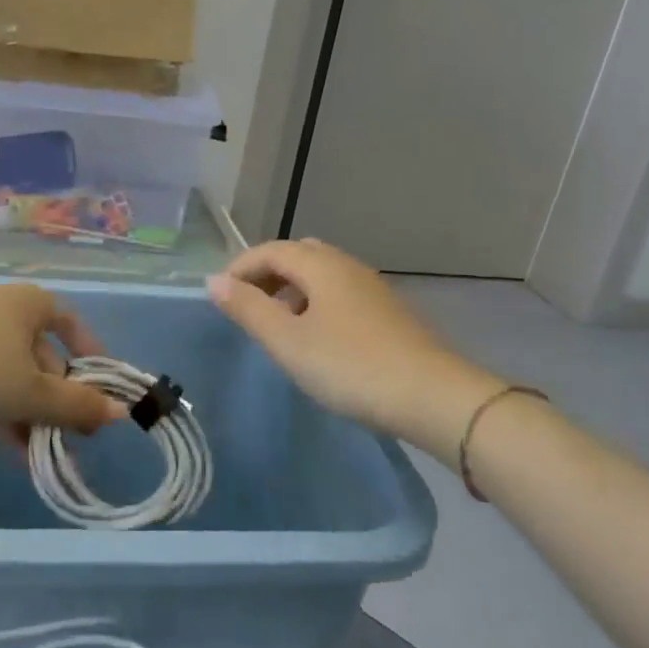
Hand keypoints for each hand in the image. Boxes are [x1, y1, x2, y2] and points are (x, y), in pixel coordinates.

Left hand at [0, 285, 123, 444]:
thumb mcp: (35, 392)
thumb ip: (78, 405)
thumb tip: (120, 413)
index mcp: (30, 304)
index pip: (70, 323)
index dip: (90, 355)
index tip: (102, 389)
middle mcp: (6, 313)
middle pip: (44, 357)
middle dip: (61, 400)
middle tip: (76, 437)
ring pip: (17, 378)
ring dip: (35, 416)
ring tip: (51, 455)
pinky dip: (6, 417)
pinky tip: (19, 455)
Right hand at [207, 239, 502, 462]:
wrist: (434, 397)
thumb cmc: (351, 366)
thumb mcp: (288, 341)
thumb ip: (249, 309)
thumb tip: (214, 281)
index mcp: (321, 265)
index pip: (270, 250)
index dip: (240, 268)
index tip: (220, 298)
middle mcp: (347, 266)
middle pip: (297, 256)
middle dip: (266, 275)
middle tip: (247, 307)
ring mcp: (372, 288)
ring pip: (320, 275)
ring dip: (291, 290)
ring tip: (277, 325)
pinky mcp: (388, 312)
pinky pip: (339, 294)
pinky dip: (315, 304)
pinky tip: (316, 339)